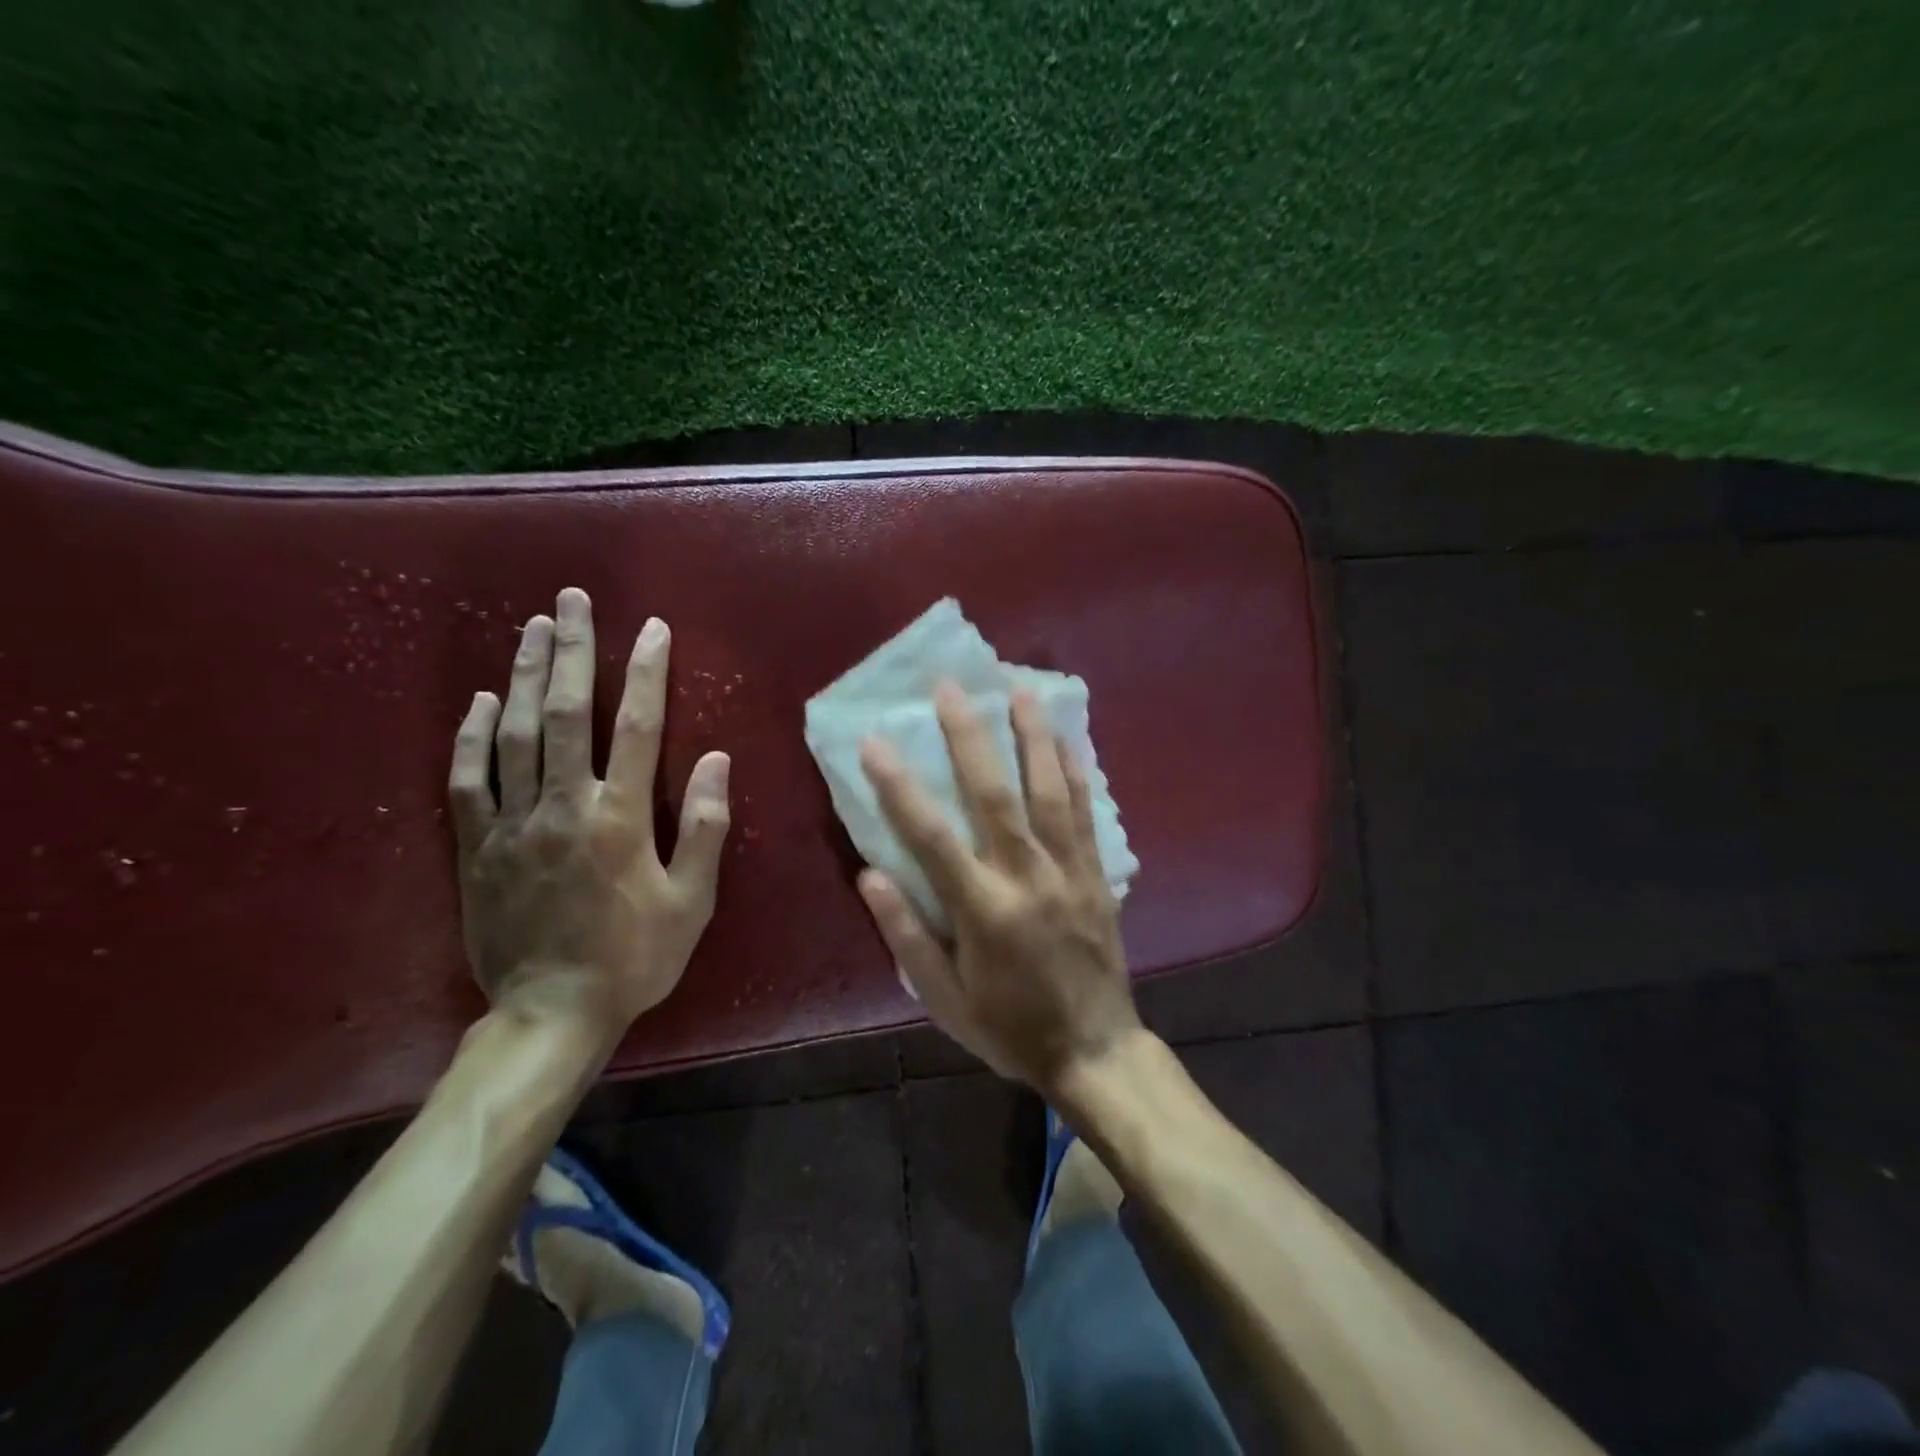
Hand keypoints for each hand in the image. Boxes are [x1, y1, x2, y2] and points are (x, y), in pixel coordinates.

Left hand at [448, 588, 729, 1044]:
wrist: (551, 1014)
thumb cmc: (635, 958)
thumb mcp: (691, 902)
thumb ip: (703, 828)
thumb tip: (713, 758)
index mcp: (619, 819)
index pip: (636, 727)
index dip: (645, 673)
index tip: (651, 628)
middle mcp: (563, 807)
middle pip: (567, 714)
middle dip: (573, 651)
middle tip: (571, 601)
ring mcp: (513, 824)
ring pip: (515, 734)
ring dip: (526, 676)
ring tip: (533, 628)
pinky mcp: (478, 847)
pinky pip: (468, 780)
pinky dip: (473, 736)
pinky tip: (484, 701)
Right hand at [857, 682, 1139, 1094]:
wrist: (1095, 1049)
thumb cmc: (1009, 1028)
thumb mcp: (946, 1000)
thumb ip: (907, 937)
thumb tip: (871, 874)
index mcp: (983, 910)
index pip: (932, 836)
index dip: (900, 787)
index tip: (874, 743)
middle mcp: (1027, 877)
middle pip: (994, 794)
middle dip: (969, 736)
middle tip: (951, 687)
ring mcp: (1069, 871)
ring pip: (1048, 791)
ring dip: (1032, 736)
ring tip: (1018, 689)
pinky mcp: (1098, 874)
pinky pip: (1087, 814)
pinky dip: (1077, 772)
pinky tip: (1069, 739)